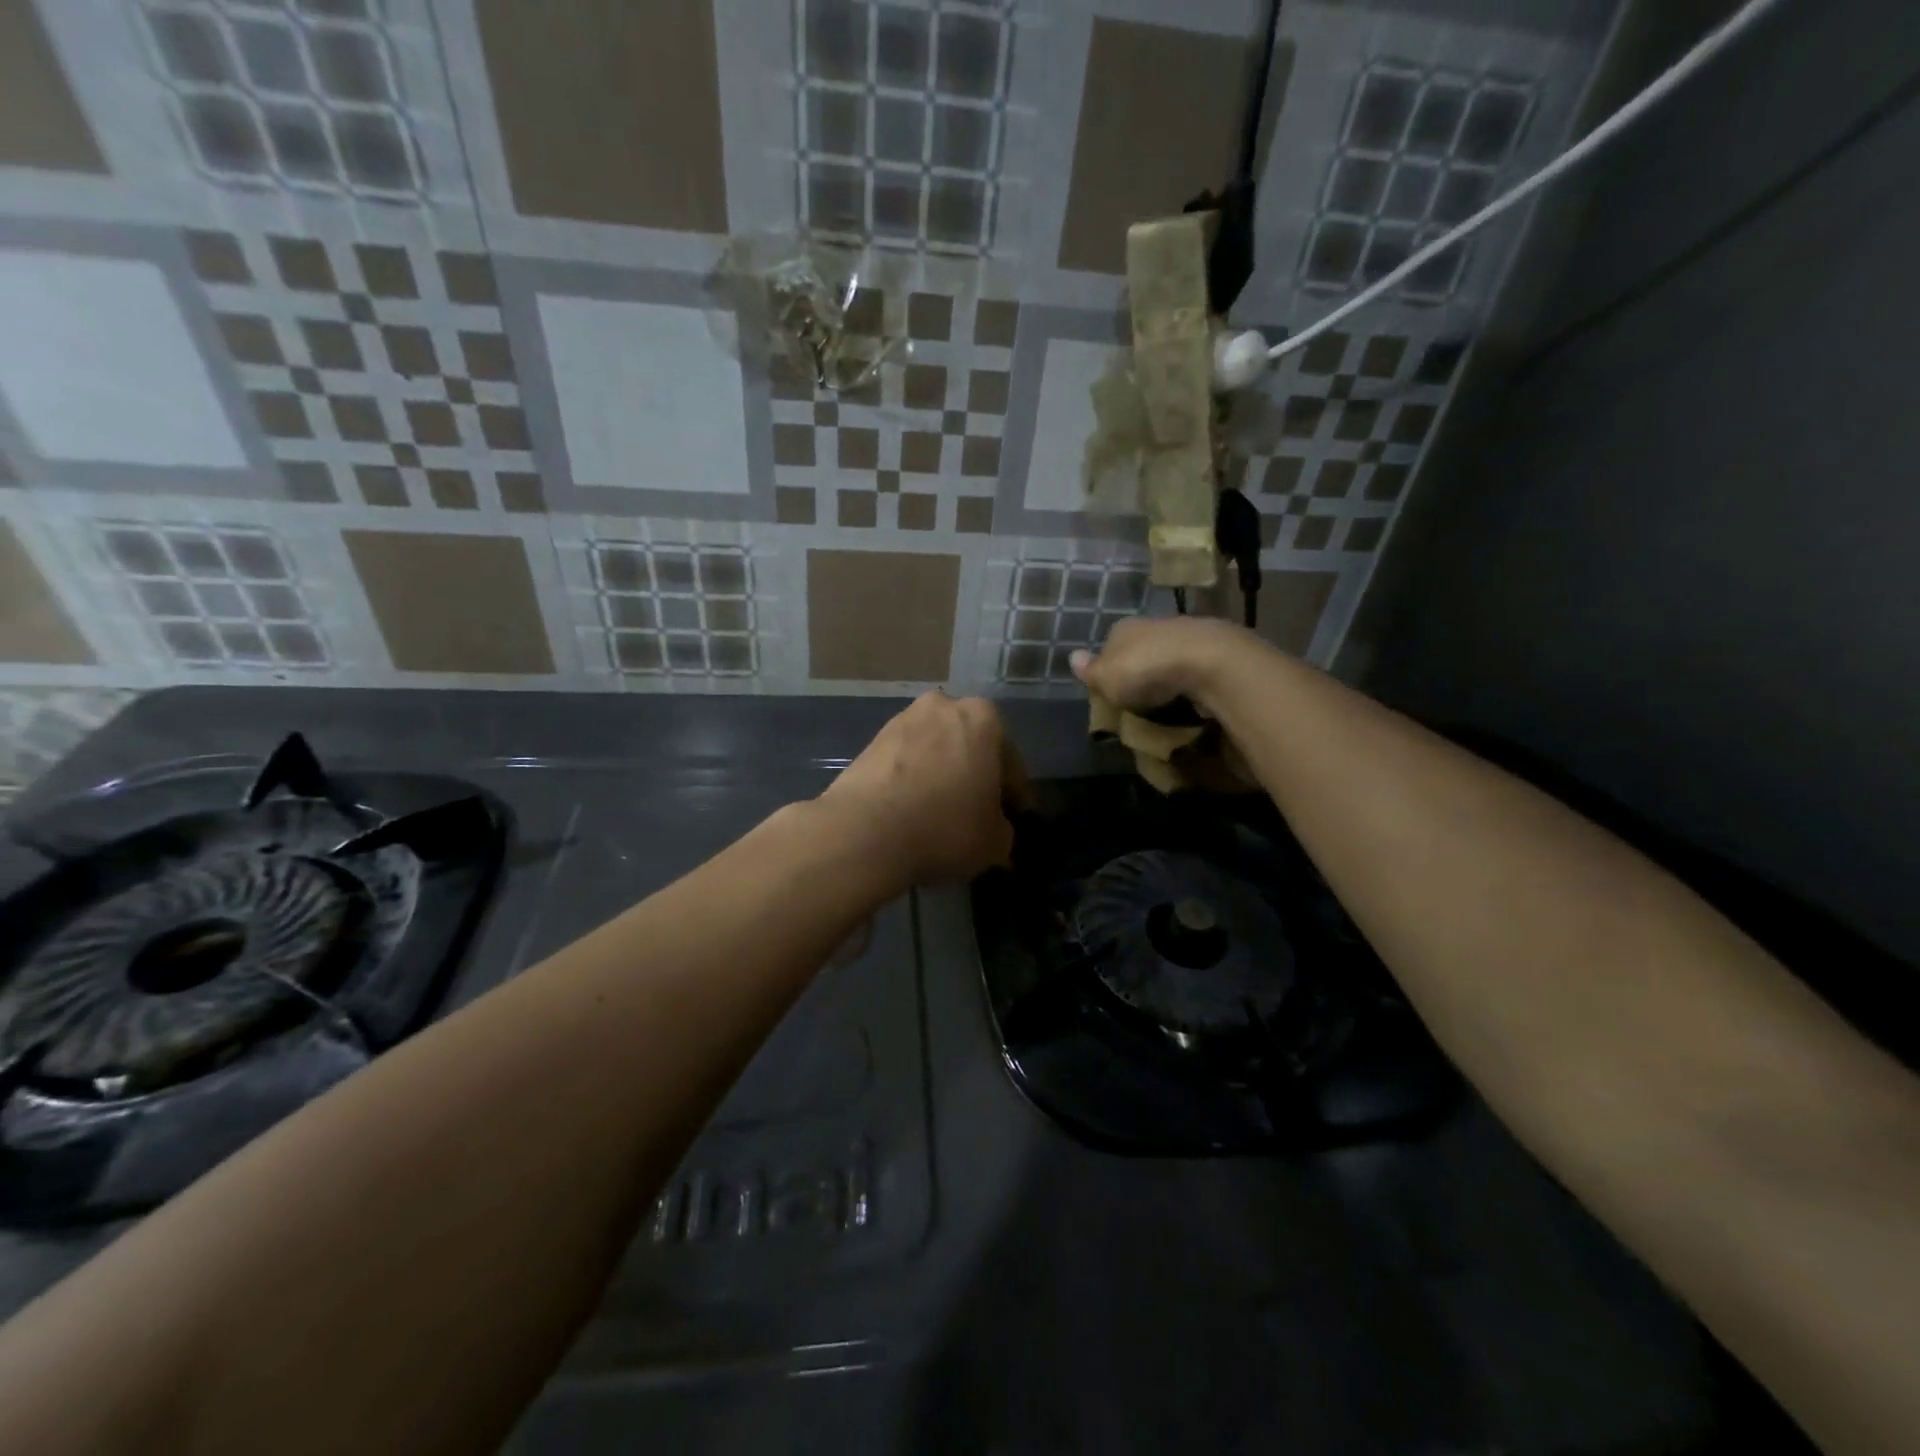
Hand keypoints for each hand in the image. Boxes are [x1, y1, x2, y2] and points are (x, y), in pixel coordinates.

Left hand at [818, 692, 1015, 885]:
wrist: (864, 831)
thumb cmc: (945, 828)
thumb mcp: (995, 842)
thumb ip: (1004, 830)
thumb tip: (995, 830)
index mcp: (984, 718)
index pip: (1010, 763)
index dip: (1014, 796)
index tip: (1012, 820)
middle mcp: (944, 706)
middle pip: (970, 748)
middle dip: (975, 777)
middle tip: (977, 815)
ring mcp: (902, 721)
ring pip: (936, 753)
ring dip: (942, 777)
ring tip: (941, 816)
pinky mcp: (871, 742)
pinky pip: (906, 764)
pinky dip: (913, 782)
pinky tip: (912, 813)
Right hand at [1070, 615, 1265, 715]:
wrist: (1207, 661)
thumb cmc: (1146, 671)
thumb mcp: (1107, 678)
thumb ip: (1090, 671)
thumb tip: (1071, 657)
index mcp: (1124, 628)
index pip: (1110, 644)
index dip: (1109, 665)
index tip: (1112, 688)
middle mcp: (1155, 624)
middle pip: (1142, 648)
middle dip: (1141, 668)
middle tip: (1140, 697)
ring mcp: (1188, 633)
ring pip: (1171, 654)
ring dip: (1169, 674)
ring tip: (1168, 701)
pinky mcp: (1216, 648)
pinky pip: (1196, 666)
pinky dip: (1192, 679)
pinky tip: (1193, 696)